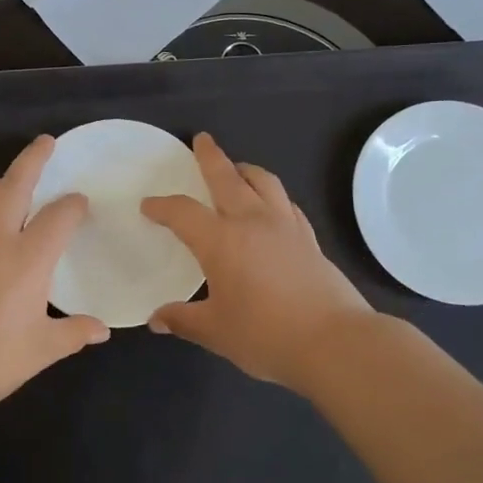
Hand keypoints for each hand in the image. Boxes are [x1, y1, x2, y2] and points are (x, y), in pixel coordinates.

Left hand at [0, 135, 107, 415]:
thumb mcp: (40, 351)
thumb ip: (73, 333)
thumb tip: (102, 330)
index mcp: (27, 258)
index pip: (59, 215)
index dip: (74, 205)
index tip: (81, 203)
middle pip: (16, 182)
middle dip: (34, 158)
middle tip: (46, 142)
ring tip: (9, 183)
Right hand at [141, 133, 375, 395]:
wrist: (333, 342)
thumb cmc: (266, 335)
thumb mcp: (216, 332)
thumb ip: (183, 319)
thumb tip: (156, 319)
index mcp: (221, 241)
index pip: (183, 212)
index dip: (162, 206)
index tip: (149, 205)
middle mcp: (252, 222)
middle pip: (227, 177)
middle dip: (210, 157)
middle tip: (201, 140)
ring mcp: (285, 226)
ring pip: (264, 182)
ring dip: (246, 170)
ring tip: (237, 168)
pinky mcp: (309, 239)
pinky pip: (286, 203)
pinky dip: (272, 195)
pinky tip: (271, 206)